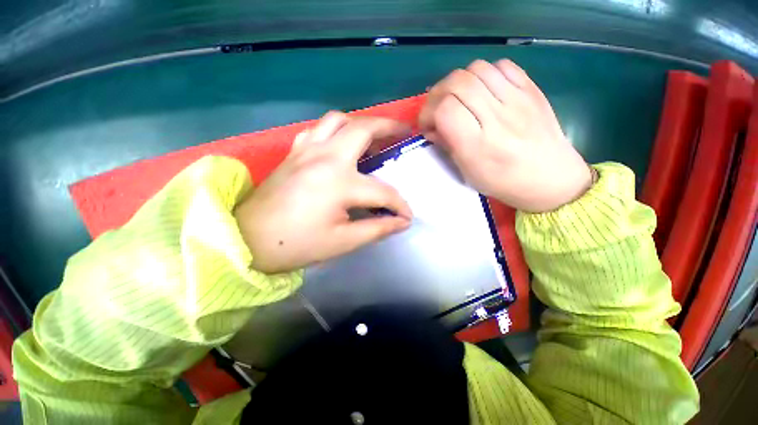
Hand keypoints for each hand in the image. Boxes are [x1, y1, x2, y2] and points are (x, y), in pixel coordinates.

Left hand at [235, 112, 412, 273]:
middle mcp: (326, 157)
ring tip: (375, 136)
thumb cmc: (296, 244)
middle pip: (363, 129)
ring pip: (339, 120)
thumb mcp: (343, 242)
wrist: (248, 238)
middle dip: (389, 128)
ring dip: (361, 124)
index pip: (383, 192)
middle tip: (403, 133)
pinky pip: (319, 129)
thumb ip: (378, 229)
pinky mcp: (295, 152)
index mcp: (339, 183)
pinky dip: (336, 130)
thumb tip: (402, 222)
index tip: (407, 217)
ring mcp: (307, 150)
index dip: (399, 206)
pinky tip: (341, 144)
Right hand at [419, 59, 591, 212]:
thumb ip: (448, 146)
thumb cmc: (503, 182)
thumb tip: (432, 128)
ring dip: (458, 82)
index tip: (426, 125)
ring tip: (457, 98)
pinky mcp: (532, 89)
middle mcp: (498, 118)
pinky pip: (502, 65)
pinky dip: (484, 74)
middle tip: (436, 108)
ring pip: (477, 68)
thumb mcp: (468, 172)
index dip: (428, 113)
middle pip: (458, 83)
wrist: (550, 178)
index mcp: (479, 146)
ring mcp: (518, 99)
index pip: (445, 111)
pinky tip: (482, 90)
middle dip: (437, 94)